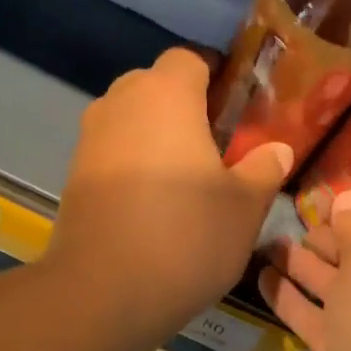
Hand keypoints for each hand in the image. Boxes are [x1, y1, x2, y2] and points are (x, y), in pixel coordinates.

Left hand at [47, 47, 293, 339]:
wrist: (104, 292)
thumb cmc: (187, 237)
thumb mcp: (244, 207)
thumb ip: (264, 169)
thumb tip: (277, 149)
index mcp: (166, 94)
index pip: (191, 58)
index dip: (216, 77)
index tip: (237, 108)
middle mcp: (120, 104)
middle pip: (155, 86)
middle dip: (185, 108)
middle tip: (217, 148)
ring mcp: (90, 140)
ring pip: (131, 122)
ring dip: (157, 139)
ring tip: (186, 181)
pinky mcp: (73, 177)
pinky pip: (112, 155)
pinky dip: (133, 167)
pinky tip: (153, 207)